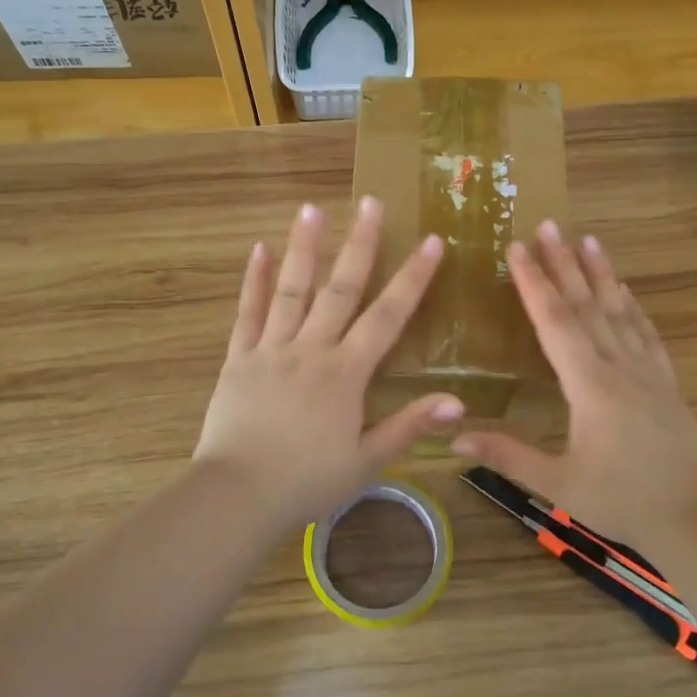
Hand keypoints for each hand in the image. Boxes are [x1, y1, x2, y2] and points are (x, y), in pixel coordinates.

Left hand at [194, 198, 463, 535]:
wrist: (238, 495)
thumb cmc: (307, 482)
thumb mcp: (367, 460)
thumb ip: (409, 426)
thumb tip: (458, 401)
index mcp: (346, 373)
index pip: (387, 316)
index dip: (412, 278)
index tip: (431, 241)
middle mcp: (311, 349)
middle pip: (340, 288)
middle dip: (360, 243)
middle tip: (371, 201)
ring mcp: (271, 349)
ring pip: (291, 290)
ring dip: (304, 247)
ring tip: (313, 208)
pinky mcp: (238, 359)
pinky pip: (248, 313)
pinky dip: (254, 281)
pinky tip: (260, 250)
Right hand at [452, 220, 696, 554]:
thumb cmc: (622, 501)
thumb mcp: (558, 483)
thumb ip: (508, 455)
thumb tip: (453, 437)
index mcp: (589, 386)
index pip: (556, 322)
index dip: (534, 283)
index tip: (516, 249)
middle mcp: (618, 366)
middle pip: (587, 305)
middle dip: (563, 263)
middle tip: (547, 225)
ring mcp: (647, 370)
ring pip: (619, 310)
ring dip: (600, 273)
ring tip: (586, 239)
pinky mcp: (666, 381)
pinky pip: (646, 332)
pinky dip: (633, 305)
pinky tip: (626, 289)